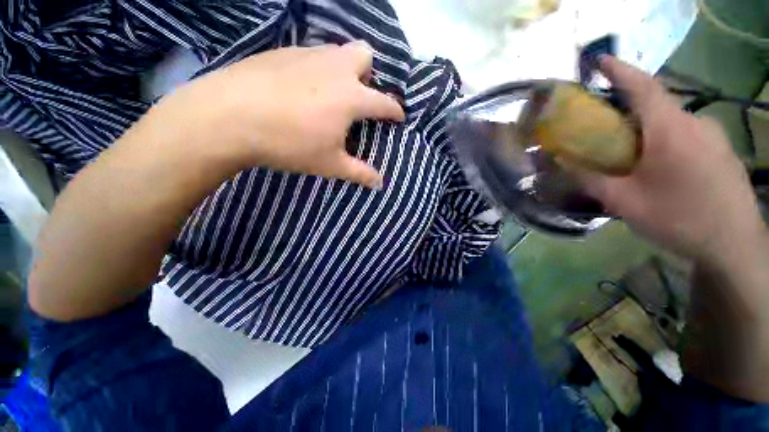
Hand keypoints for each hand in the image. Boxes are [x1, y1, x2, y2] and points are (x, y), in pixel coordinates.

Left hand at [155, 41, 404, 188]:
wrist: (229, 115)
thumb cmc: (290, 143)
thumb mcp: (330, 164)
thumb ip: (359, 173)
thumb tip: (380, 184)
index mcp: (351, 97)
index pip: (384, 102)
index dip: (395, 110)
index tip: (398, 117)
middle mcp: (335, 68)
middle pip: (365, 54)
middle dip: (368, 74)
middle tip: (357, 96)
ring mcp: (308, 55)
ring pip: (337, 50)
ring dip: (343, 69)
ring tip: (331, 93)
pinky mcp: (283, 51)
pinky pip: (311, 54)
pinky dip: (317, 68)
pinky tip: (301, 88)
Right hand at [578, 56, 765, 264]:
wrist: (734, 245)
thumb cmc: (679, 219)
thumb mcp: (624, 202)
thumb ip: (590, 179)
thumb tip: (560, 163)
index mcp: (670, 130)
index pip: (642, 87)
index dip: (619, 70)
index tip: (600, 60)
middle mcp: (694, 123)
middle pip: (655, 105)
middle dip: (627, 110)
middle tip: (604, 128)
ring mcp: (713, 136)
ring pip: (671, 122)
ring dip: (647, 129)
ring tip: (630, 154)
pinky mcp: (721, 150)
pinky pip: (686, 134)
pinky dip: (665, 140)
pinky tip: (659, 166)